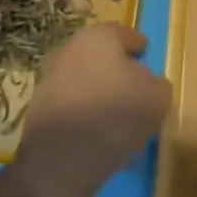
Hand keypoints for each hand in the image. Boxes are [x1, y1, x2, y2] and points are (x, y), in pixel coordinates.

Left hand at [16, 24, 171, 196]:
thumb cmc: (117, 114)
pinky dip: (86, 114)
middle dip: (118, 71)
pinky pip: (72, 105)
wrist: (62, 160)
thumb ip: (157, 84)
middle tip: (136, 91)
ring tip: (120, 118)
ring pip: (85, 81)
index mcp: (99, 37)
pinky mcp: (37, 109)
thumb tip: (145, 85)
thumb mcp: (158, 97)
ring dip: (101, 93)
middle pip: (102, 57)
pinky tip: (100, 135)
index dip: (140, 49)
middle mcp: (70, 50)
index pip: (126, 35)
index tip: (147, 61)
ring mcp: (49, 79)